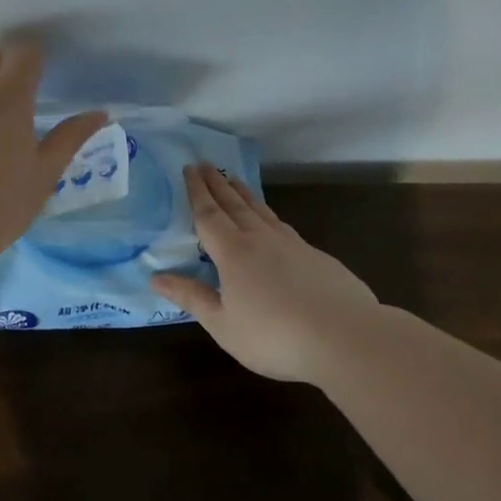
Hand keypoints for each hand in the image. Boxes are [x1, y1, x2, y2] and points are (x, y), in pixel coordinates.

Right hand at [152, 165, 379, 381]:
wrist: (345, 337)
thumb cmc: (274, 336)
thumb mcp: (223, 324)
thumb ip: (191, 297)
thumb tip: (155, 277)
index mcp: (233, 253)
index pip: (208, 215)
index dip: (197, 192)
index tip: (189, 168)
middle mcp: (260, 239)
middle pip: (234, 204)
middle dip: (217, 184)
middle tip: (206, 164)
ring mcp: (292, 245)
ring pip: (261, 211)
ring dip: (244, 193)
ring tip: (234, 180)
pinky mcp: (316, 257)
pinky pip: (283, 226)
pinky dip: (268, 215)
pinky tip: (271, 222)